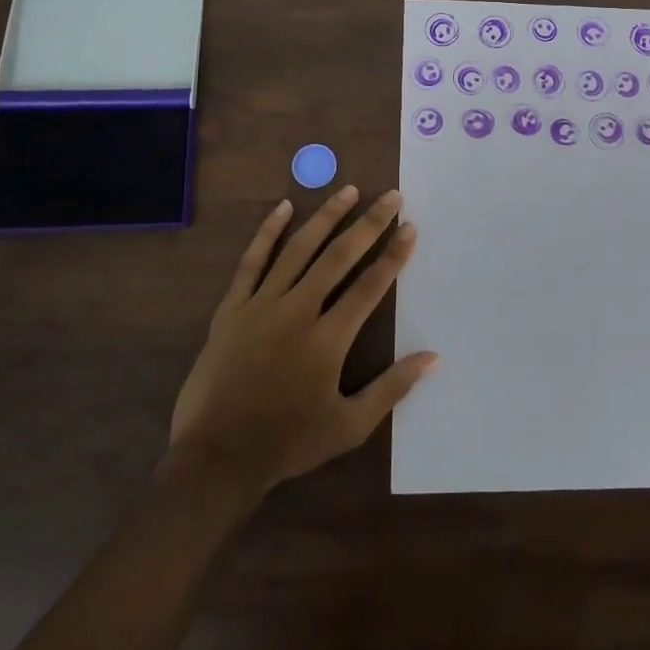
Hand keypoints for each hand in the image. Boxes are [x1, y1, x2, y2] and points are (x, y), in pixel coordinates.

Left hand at [166, 186, 438, 499]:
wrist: (216, 458)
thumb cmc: (287, 443)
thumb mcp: (349, 426)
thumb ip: (392, 388)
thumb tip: (433, 357)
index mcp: (328, 339)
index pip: (369, 286)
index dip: (394, 255)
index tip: (410, 228)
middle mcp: (297, 311)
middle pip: (338, 257)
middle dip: (369, 224)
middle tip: (390, 197)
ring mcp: (261, 305)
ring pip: (298, 249)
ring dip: (325, 217)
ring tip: (348, 191)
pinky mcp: (232, 309)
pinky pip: (252, 261)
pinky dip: (268, 232)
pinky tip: (283, 207)